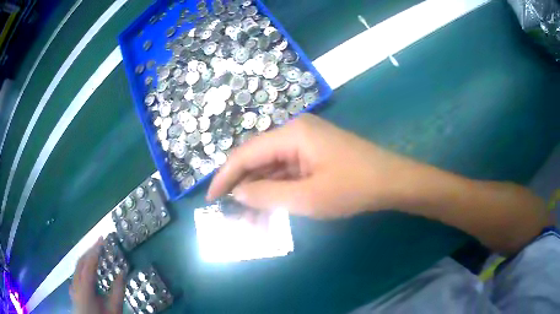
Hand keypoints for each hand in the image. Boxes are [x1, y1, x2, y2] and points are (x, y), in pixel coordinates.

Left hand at [70, 238, 124, 313]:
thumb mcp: (114, 309)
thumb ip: (118, 291)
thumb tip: (122, 272)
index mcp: (85, 286)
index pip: (89, 262)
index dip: (95, 249)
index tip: (102, 238)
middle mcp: (76, 283)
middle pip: (80, 261)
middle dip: (89, 250)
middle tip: (100, 243)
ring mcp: (73, 286)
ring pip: (77, 266)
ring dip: (86, 257)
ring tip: (95, 253)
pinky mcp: (74, 291)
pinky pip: (77, 273)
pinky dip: (83, 266)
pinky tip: (88, 269)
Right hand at [207, 114, 412, 217]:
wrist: (393, 181)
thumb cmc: (353, 188)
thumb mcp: (307, 198)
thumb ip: (267, 195)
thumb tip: (237, 193)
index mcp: (291, 134)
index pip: (246, 153)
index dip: (225, 176)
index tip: (211, 198)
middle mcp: (295, 131)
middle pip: (257, 158)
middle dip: (243, 186)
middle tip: (231, 212)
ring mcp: (306, 142)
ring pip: (272, 166)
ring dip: (260, 191)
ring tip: (250, 217)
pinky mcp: (315, 153)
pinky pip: (287, 170)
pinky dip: (277, 188)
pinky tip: (270, 206)